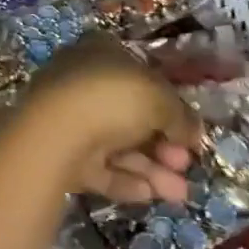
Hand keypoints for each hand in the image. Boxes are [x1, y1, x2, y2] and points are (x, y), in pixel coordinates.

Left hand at [19, 34, 199, 202]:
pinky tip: (150, 196)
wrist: (55, 134)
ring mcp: (70, 118)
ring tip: (180, 193)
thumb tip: (193, 132)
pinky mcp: (61, 154)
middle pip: (131, 114)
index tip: (189, 130)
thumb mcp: (160, 100)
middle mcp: (83, 80)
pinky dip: (126, 180)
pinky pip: (100, 167)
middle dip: (163, 143)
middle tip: (186, 164)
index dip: (169, 102)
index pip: (141, 74)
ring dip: (152, 168)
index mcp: (101, 52)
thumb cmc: (111, 99)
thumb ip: (180, 116)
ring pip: (118, 144)